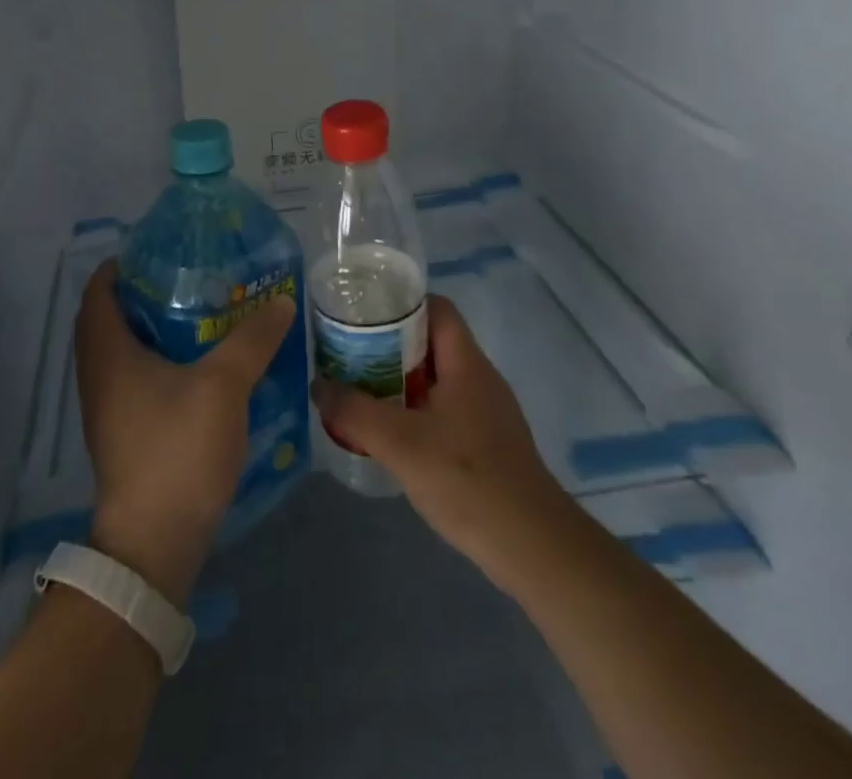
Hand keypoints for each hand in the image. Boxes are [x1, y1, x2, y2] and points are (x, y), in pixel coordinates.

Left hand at [74, 259, 296, 606]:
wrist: (153, 543)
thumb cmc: (177, 450)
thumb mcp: (223, 386)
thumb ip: (252, 340)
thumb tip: (281, 301)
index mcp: (108, 351)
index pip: (100, 289)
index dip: (123, 264)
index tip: (162, 251)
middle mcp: (97, 373)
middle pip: (110, 316)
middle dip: (144, 293)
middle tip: (189, 278)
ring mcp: (107, 405)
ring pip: (123, 349)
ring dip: (153, 327)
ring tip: (200, 313)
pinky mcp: (122, 430)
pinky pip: (133, 376)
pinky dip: (157, 359)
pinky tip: (198, 364)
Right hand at [311, 294, 570, 594]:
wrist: (533, 548)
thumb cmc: (469, 480)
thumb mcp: (401, 444)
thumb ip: (355, 412)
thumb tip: (318, 385)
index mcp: (467, 363)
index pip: (436, 308)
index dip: (400, 302)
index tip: (362, 313)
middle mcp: (479, 378)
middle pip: (431, 342)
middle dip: (389, 344)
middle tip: (349, 353)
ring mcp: (486, 412)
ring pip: (436, 378)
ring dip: (399, 380)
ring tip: (359, 390)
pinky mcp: (486, 444)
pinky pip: (443, 409)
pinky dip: (414, 410)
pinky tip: (390, 434)